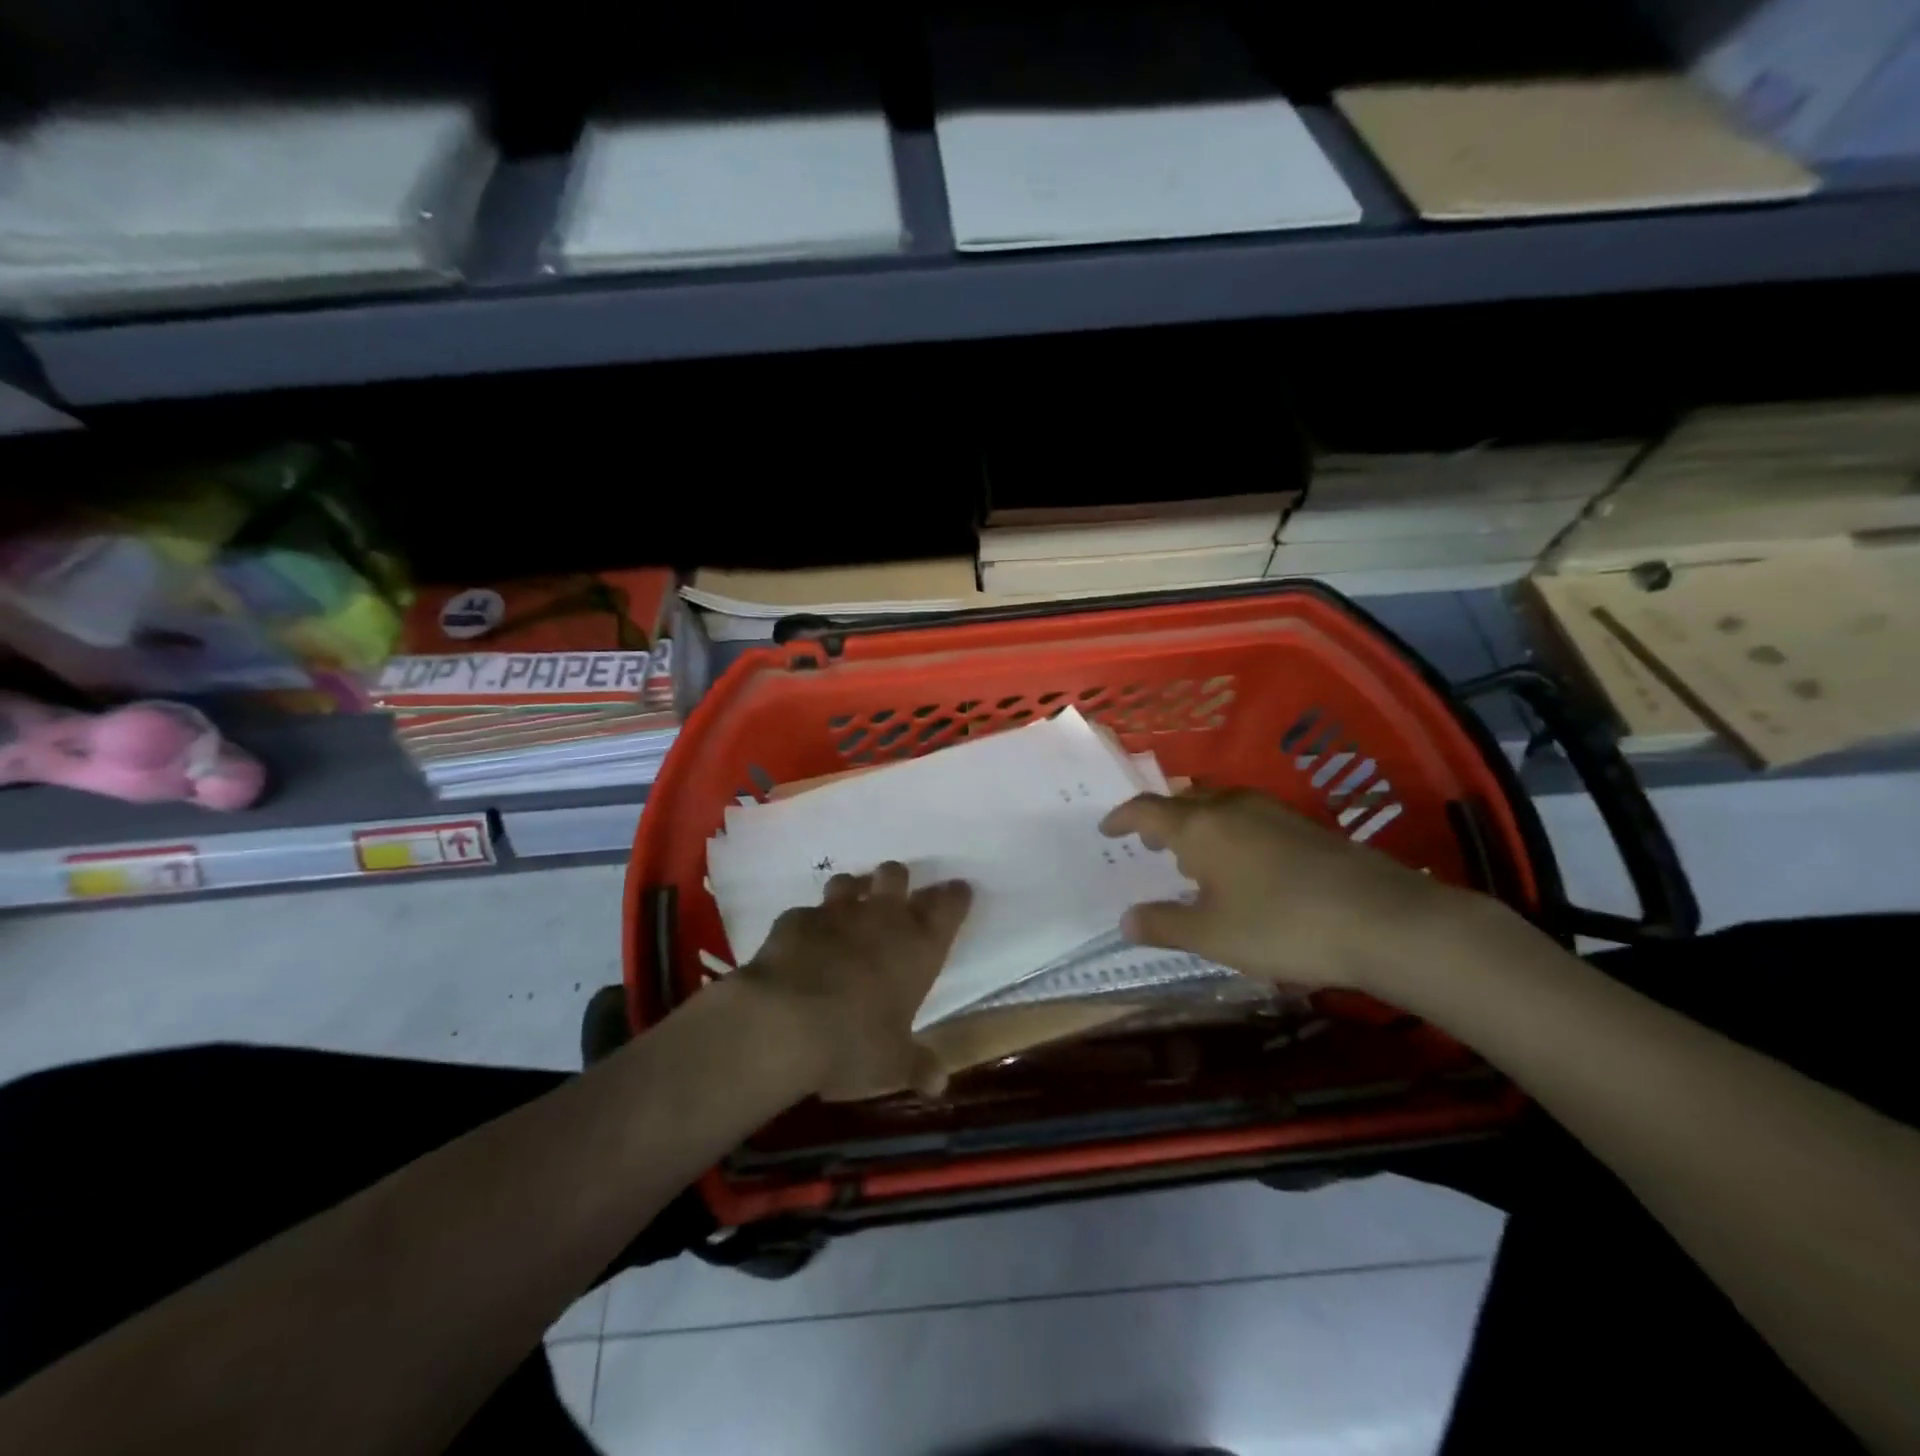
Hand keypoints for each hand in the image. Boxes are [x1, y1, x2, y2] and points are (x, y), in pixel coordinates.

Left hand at [737, 862, 971, 1100]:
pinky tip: (803, 943)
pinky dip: (808, 925)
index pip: (949, 905)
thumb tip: (938, 1084)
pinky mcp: (796, 919)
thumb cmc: (855, 1042)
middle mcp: (882, 918)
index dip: (955, 896)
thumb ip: (918, 1066)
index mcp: (919, 947)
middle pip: (896, 875)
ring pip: (850, 882)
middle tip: (893, 900)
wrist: (786, 1021)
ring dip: (852, 892)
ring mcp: (836, 913)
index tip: (958, 891)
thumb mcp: (894, 1064)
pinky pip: (807, 912)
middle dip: (896, 882)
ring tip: (848, 912)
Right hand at [1099, 789, 1493, 995]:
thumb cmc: (1280, 925)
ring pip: (1221, 807)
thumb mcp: (1212, 935)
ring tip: (1194, 855)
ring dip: (1199, 825)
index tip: (1108, 829)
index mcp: (1199, 826)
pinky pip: (1250, 819)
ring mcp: (1273, 812)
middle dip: (1162, 820)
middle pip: (1185, 802)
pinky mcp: (1306, 827)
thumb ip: (1164, 925)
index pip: (1147, 809)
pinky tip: (1244, 866)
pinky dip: (1230, 833)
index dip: (1123, 818)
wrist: (1383, 920)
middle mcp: (1232, 807)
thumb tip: (1125, 920)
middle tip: (1151, 844)